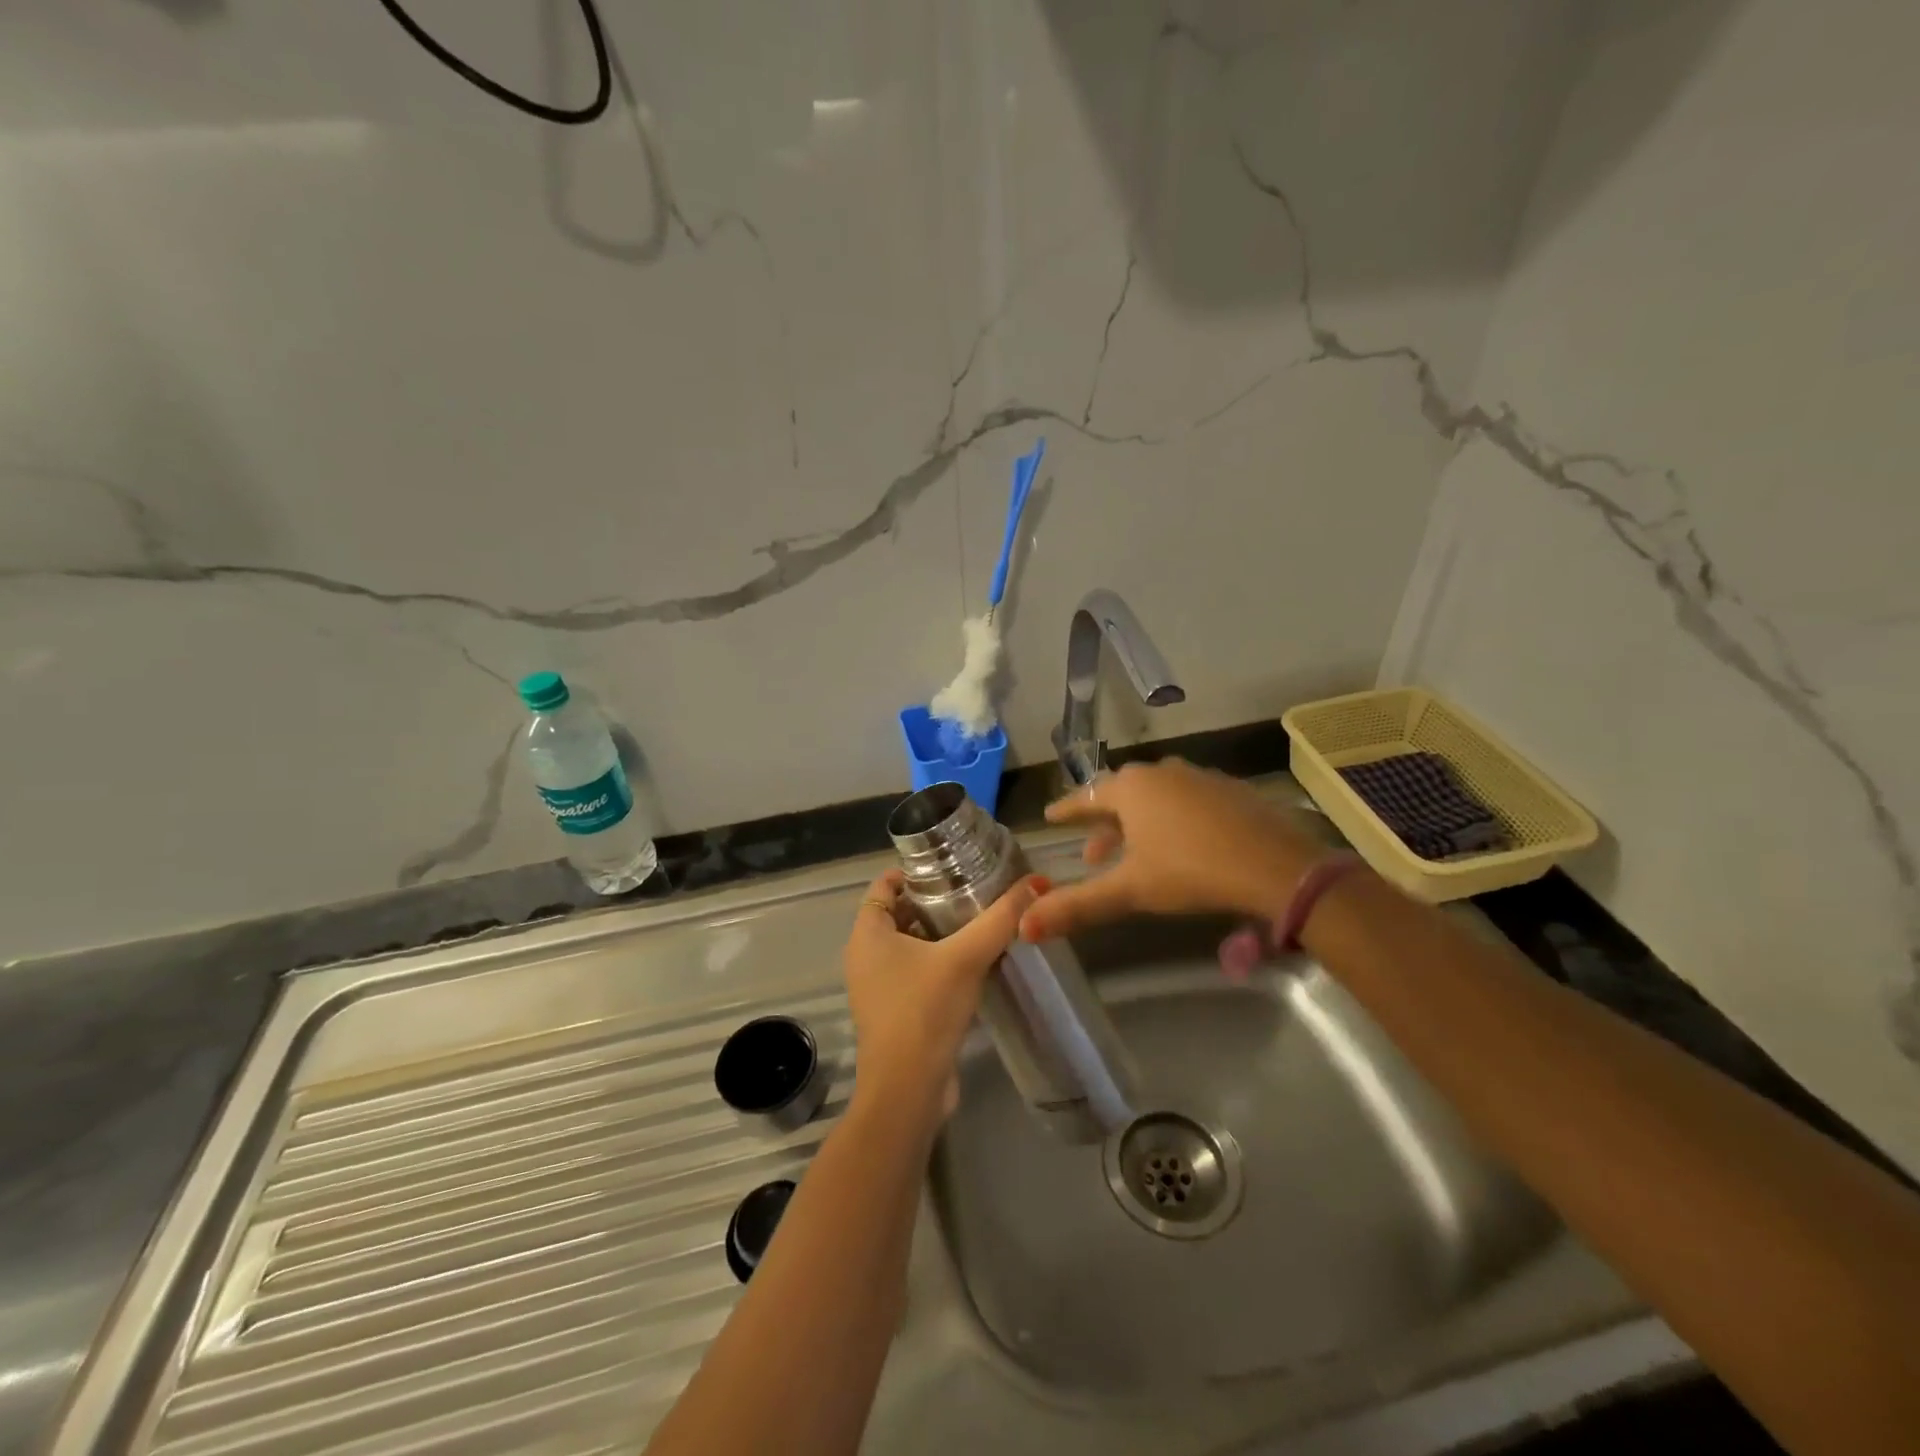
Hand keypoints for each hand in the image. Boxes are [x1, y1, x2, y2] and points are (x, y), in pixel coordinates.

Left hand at [843, 869, 1044, 1118]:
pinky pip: (916, 973)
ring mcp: (878, 987)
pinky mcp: (896, 1012)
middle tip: (975, 889)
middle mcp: (865, 956)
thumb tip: (1036, 882)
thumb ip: (1000, 918)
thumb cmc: (924, 1010)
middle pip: (899, 913)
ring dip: (940, 934)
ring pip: (910, 945)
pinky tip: (976, 961)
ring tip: (981, 920)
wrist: (908, 1091)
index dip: (914, 871)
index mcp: (867, 934)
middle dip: (934, 901)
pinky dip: (940, 962)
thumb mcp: (965, 957)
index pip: (884, 885)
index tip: (951, 865)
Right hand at [1018, 759, 1319, 940]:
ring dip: (1138, 822)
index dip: (1067, 810)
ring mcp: (1199, 777)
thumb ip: (1077, 905)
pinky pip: (1186, 799)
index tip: (1051, 816)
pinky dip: (1172, 818)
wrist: (1276, 866)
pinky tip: (1181, 843)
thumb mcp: (1130, 891)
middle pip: (1121, 794)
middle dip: (1104, 822)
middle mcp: (1162, 772)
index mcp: (1131, 788)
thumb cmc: (1191, 871)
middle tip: (1093, 851)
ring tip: (1134, 852)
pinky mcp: (1230, 790)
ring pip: (1156, 796)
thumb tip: (1024, 926)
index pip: (1086, 796)